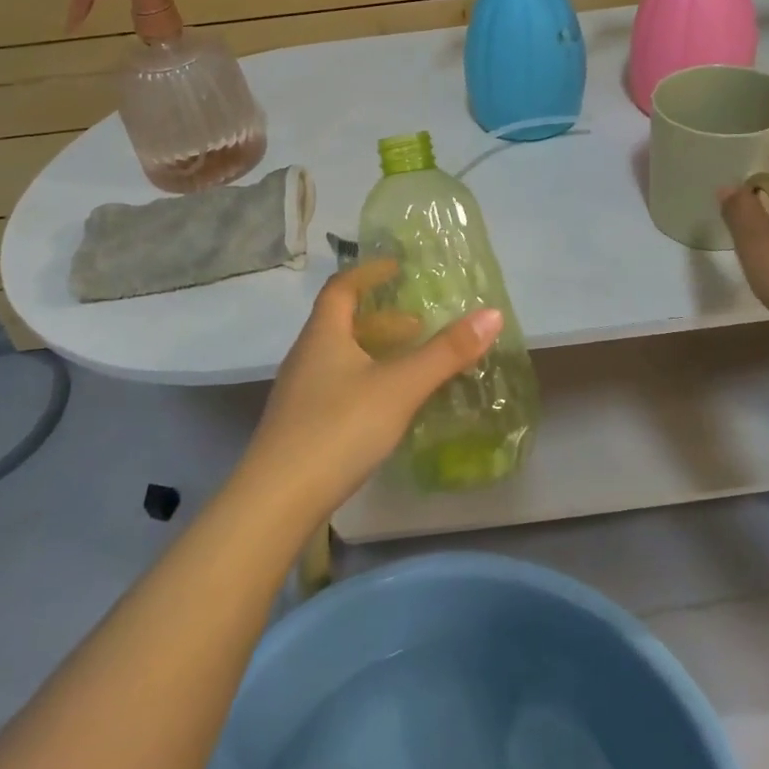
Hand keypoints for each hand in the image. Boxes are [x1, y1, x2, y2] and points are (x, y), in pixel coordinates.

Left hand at [231, 261, 502, 527]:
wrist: (276, 500)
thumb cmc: (338, 429)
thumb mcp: (399, 387)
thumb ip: (445, 352)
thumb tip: (492, 313)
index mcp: (323, 335)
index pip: (342, 288)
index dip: (368, 273)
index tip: (397, 268)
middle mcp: (306, 356)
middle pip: (342, 323)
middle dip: (382, 319)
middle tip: (418, 326)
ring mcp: (299, 393)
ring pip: (340, 357)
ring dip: (374, 352)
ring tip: (410, 366)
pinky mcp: (300, 426)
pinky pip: (337, 386)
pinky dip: (365, 381)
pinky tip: (385, 407)